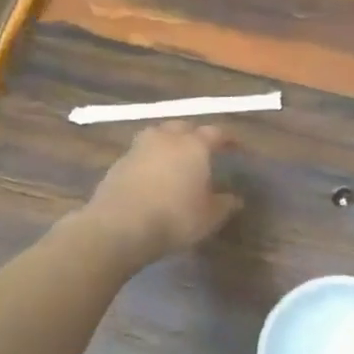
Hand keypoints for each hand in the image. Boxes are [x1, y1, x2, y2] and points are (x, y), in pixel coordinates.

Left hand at [83, 121, 240, 264]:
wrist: (119, 227)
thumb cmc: (174, 217)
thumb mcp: (209, 217)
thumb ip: (225, 204)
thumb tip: (235, 199)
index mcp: (194, 145)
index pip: (216, 133)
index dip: (228, 139)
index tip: (236, 147)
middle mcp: (167, 139)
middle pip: (183, 127)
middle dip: (194, 134)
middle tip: (202, 149)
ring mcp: (139, 149)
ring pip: (157, 136)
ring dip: (167, 143)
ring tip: (174, 158)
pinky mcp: (118, 164)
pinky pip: (140, 154)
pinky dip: (149, 160)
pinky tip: (151, 177)